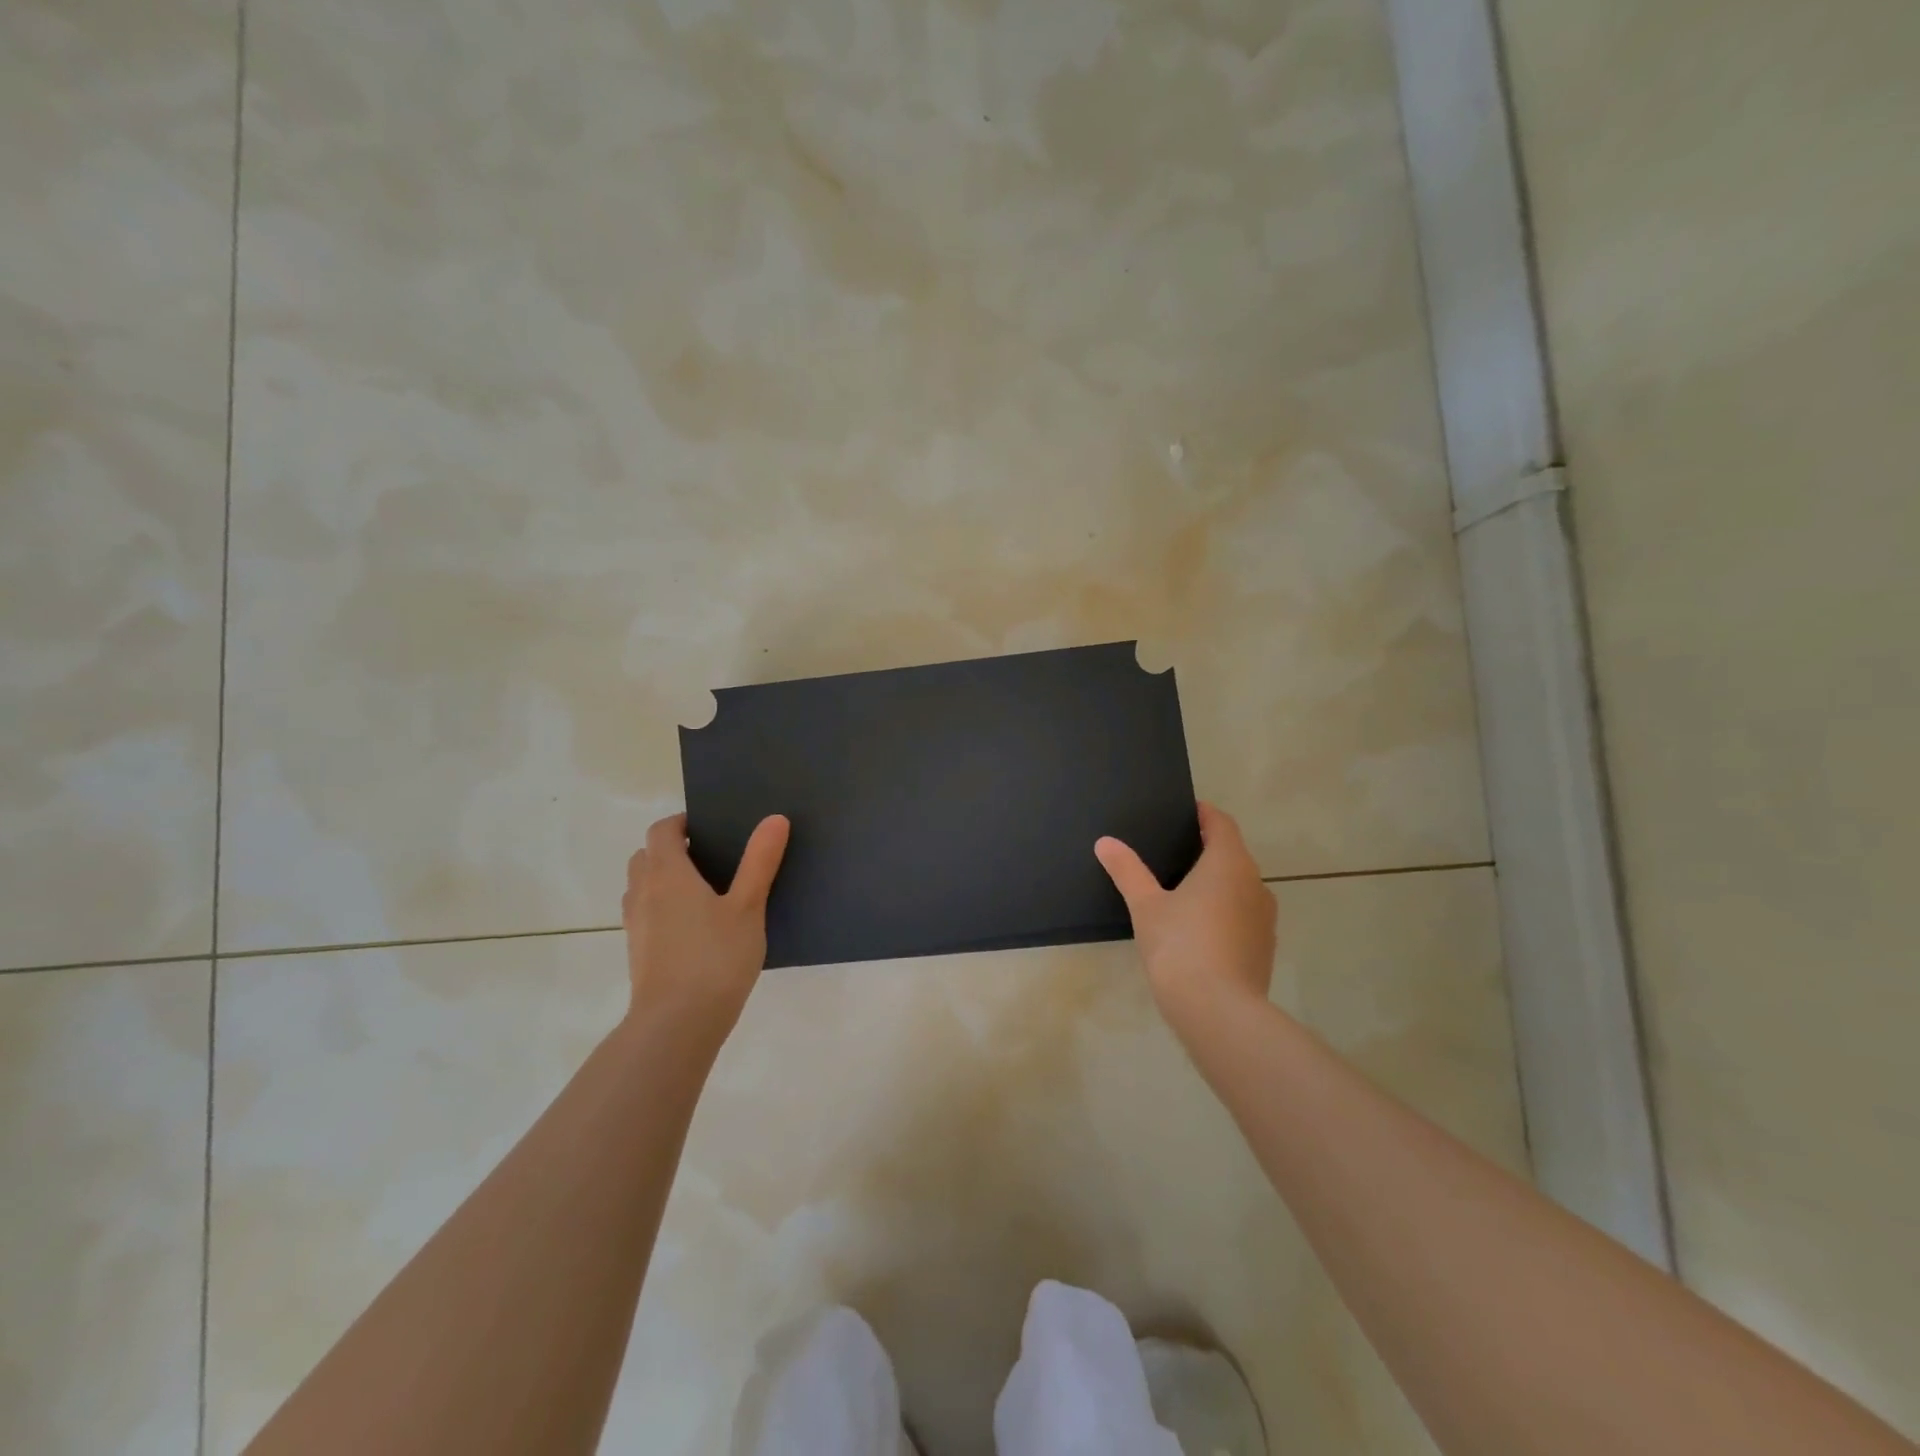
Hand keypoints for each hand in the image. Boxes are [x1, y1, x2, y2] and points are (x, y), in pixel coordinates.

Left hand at [622, 812, 789, 1049]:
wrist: (677, 1024)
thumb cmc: (715, 958)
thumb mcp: (747, 907)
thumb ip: (760, 862)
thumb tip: (774, 819)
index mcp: (668, 874)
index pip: (662, 831)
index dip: (681, 822)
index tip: (708, 827)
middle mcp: (643, 893)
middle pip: (645, 856)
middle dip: (670, 849)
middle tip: (708, 857)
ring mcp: (636, 925)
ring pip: (641, 886)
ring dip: (662, 879)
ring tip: (702, 891)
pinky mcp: (637, 953)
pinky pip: (644, 914)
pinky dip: (661, 907)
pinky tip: (694, 928)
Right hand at [1095, 803, 1276, 1034]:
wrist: (1219, 1012)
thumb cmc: (1180, 946)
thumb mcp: (1146, 906)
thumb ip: (1127, 871)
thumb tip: (1106, 842)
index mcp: (1228, 864)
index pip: (1222, 824)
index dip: (1204, 815)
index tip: (1185, 812)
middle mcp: (1255, 884)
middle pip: (1233, 855)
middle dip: (1207, 849)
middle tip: (1173, 851)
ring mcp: (1264, 919)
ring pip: (1240, 887)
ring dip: (1217, 883)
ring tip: (1182, 890)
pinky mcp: (1263, 948)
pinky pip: (1242, 916)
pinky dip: (1223, 912)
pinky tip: (1198, 929)